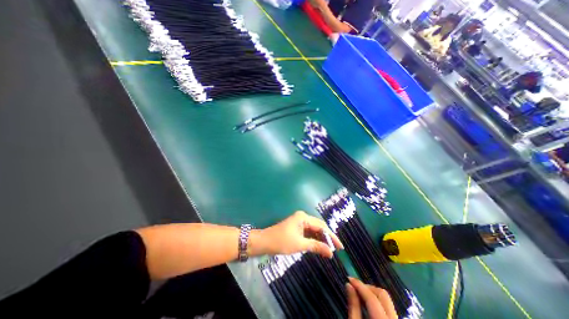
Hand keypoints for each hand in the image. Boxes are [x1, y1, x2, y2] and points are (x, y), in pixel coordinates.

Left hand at [253, 210, 340, 257]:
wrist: (264, 242)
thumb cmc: (281, 241)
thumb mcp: (300, 244)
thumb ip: (316, 246)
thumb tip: (331, 253)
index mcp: (303, 217)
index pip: (322, 226)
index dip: (332, 236)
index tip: (340, 247)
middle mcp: (302, 217)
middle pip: (319, 227)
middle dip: (327, 238)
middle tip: (336, 249)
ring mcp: (299, 222)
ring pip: (314, 230)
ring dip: (321, 239)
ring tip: (329, 250)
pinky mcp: (296, 228)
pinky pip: (308, 233)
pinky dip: (314, 240)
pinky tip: (319, 246)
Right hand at [345, 276, 395, 318]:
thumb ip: (353, 306)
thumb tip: (348, 285)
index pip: (371, 297)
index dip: (359, 285)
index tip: (348, 278)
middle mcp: (394, 318)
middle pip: (382, 294)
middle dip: (367, 288)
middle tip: (355, 288)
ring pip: (386, 299)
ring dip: (372, 293)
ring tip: (360, 295)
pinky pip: (388, 306)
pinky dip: (377, 301)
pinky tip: (368, 304)